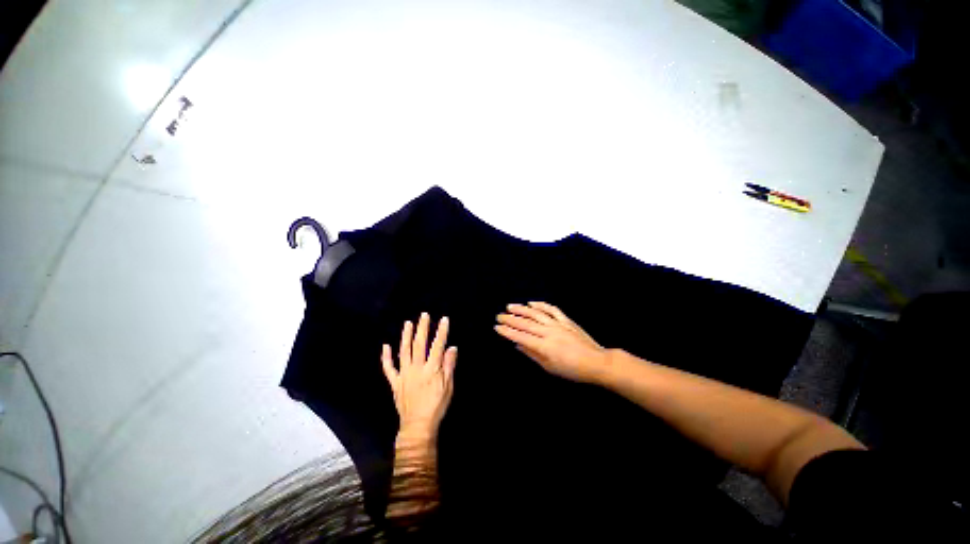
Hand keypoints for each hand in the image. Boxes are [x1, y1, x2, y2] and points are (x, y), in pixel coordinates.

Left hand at [382, 313, 457, 440]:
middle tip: (424, 315)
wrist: (417, 426)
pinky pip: (388, 368)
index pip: (437, 346)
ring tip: (408, 323)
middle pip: (419, 344)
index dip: (441, 331)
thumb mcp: (448, 387)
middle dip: (422, 328)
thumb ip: (449, 366)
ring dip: (406, 336)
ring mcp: (404, 374)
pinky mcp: (395, 382)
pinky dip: (386, 357)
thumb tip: (452, 347)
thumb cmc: (436, 406)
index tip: (443, 319)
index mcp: (431, 370)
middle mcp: (416, 368)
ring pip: (404, 351)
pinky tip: (386, 346)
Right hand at [495, 302, 608, 383]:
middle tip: (499, 316)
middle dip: (510, 319)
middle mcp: (549, 332)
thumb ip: (532, 354)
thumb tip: (518, 345)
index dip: (508, 331)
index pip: (521, 337)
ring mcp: (558, 324)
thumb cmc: (572, 370)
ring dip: (521, 309)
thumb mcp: (550, 367)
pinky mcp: (566, 320)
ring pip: (536, 313)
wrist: (597, 362)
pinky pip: (551, 309)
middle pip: (525, 323)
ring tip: (510, 306)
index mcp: (544, 346)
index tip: (497, 327)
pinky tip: (531, 303)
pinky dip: (540, 305)